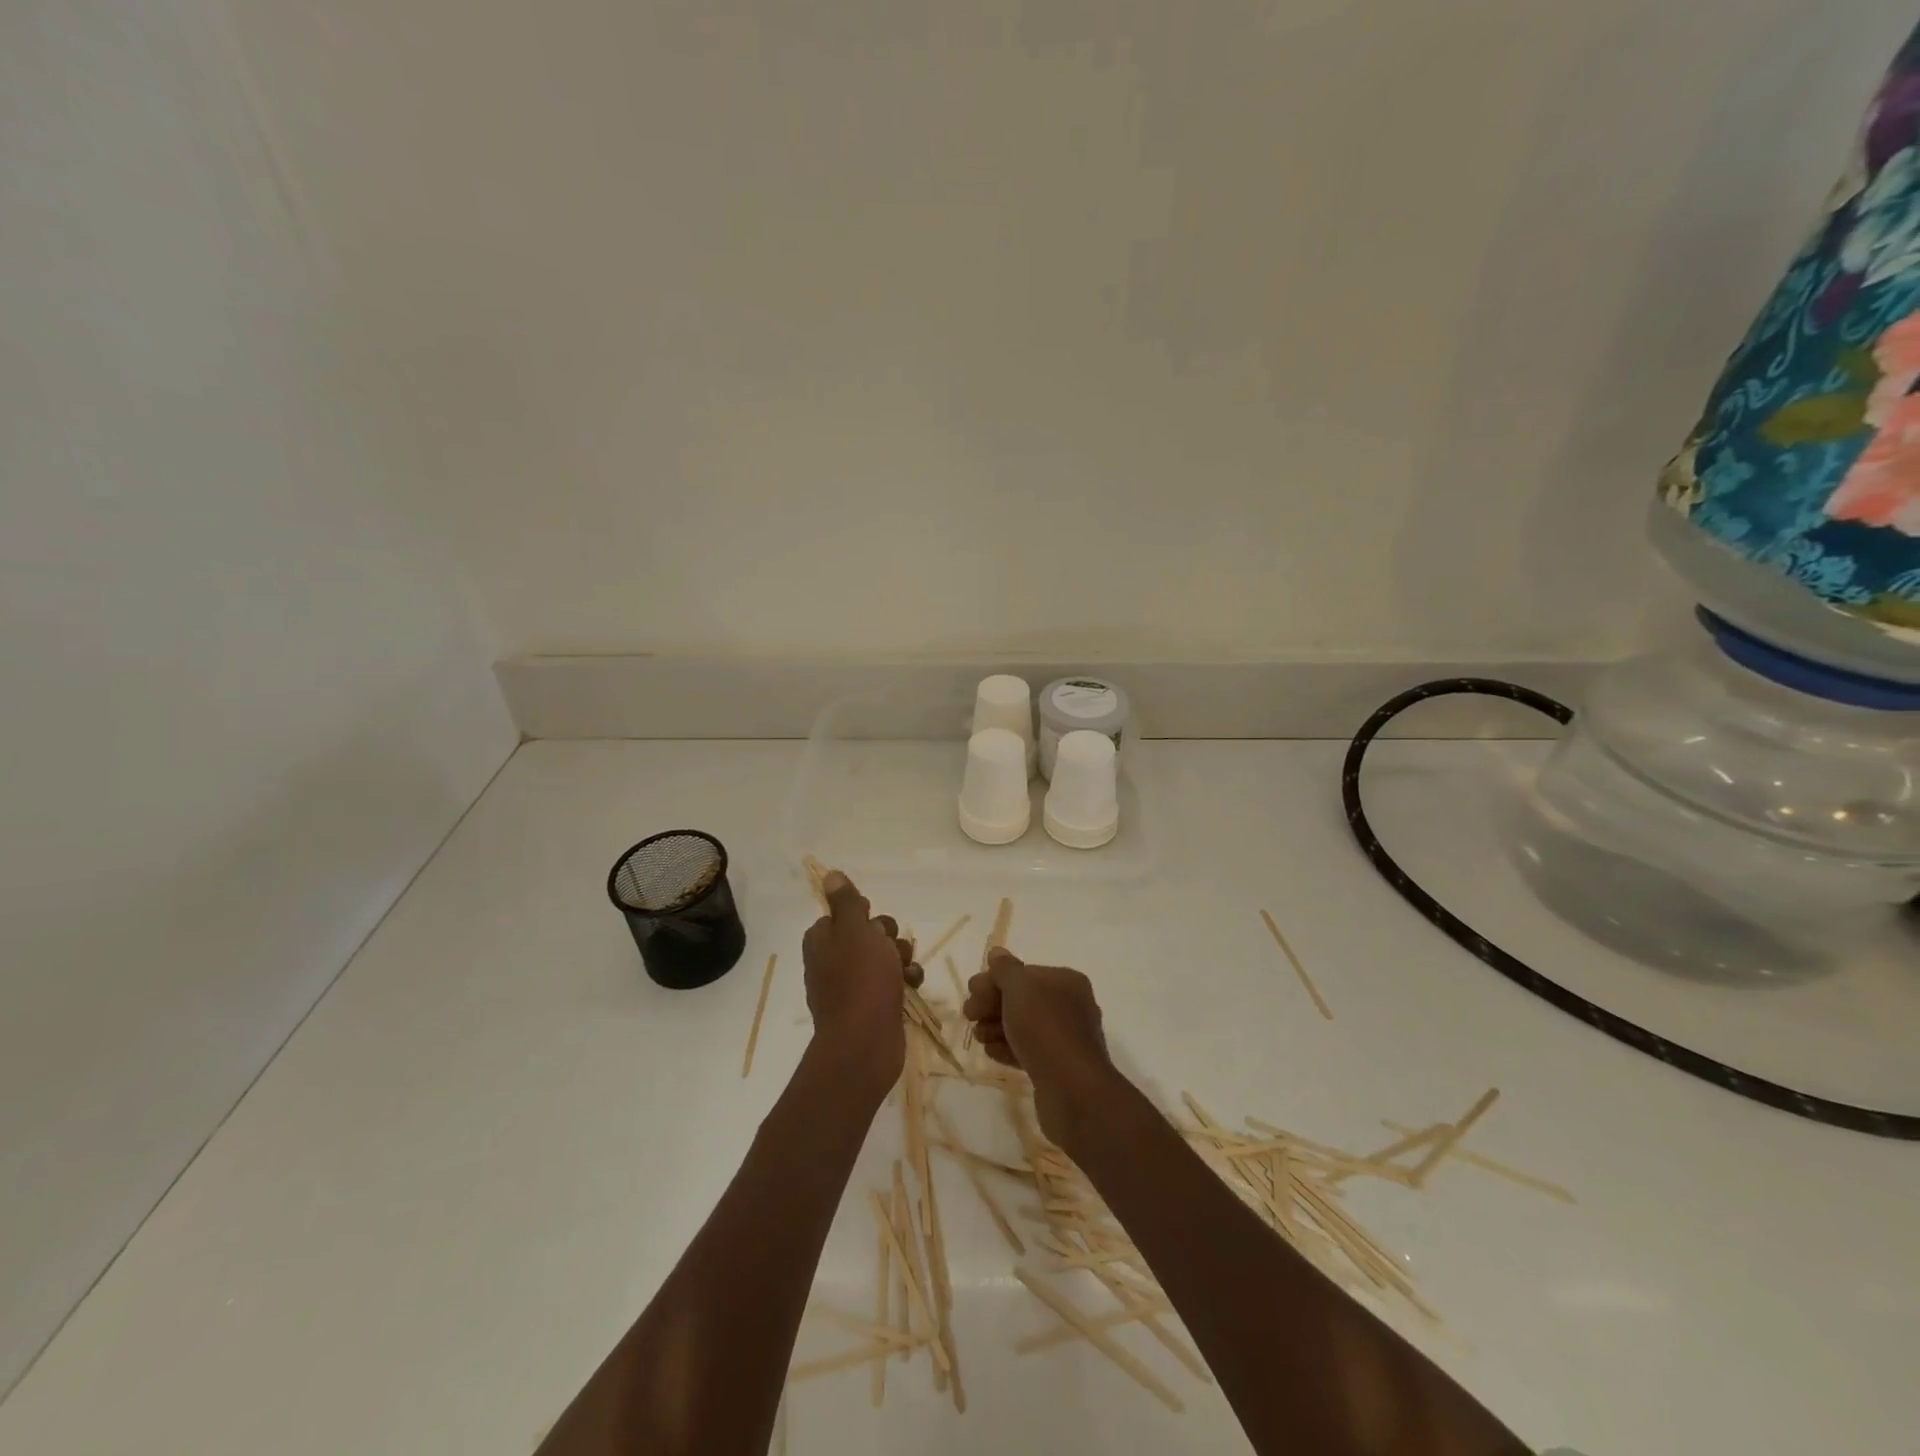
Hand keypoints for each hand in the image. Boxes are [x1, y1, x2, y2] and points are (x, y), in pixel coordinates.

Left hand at [801, 871, 922, 1091]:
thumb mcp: (855, 931)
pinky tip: (912, 986)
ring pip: (884, 957)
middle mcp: (832, 961)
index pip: (843, 914)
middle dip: (888, 937)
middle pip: (868, 934)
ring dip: (900, 958)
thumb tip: (830, 875)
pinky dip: (904, 980)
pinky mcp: (871, 1006)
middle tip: (890, 949)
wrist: (865, 1044)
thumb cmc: (860, 980)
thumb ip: (846, 902)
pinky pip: (891, 982)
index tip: (872, 924)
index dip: (863, 916)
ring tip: (906, 971)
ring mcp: (851, 986)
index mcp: (822, 940)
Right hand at [964, 949, 1114, 1144]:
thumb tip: (997, 953)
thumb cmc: (1045, 1028)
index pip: (1024, 974)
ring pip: (1023, 1026)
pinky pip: (1028, 1050)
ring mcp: (1065, 1038)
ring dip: (997, 1027)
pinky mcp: (1057, 1066)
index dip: (994, 980)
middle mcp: (1069, 1006)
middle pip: (1021, 999)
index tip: (971, 992)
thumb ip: (1005, 969)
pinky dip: (1008, 1048)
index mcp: (1066, 982)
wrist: (1072, 1090)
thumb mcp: (1020, 988)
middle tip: (969, 1015)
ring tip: (979, 1037)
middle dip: (992, 1004)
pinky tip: (991, 1052)